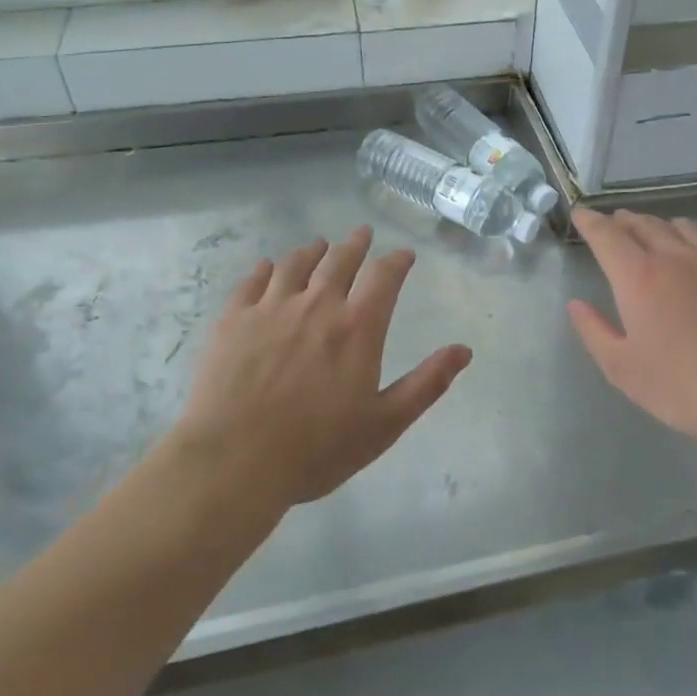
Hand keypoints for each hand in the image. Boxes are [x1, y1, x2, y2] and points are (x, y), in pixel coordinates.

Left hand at [177, 227, 471, 505]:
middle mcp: (317, 305)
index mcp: (357, 327)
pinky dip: (266, 269)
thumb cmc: (317, 448)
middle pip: (340, 260)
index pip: (384, 277)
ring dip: (312, 250)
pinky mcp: (233, 320)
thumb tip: (464, 350)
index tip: (404, 254)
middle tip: (362, 234)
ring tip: (319, 245)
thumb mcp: (385, 424)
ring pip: (295, 264)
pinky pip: (252, 281)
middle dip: (356, 244)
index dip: (397, 261)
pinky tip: (268, 268)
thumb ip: (427, 383)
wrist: (234, 462)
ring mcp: (270, 308)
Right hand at [568, 209, 696, 452]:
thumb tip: (577, 305)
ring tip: (656, 234)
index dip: (590, 222)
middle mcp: (678, 258)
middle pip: (646, 225)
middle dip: (625, 221)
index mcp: (640, 277)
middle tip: (614, 223)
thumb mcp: (624, 370)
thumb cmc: (685, 387)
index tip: (581, 214)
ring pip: (684, 229)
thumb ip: (595, 332)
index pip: (607, 236)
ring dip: (662, 227)